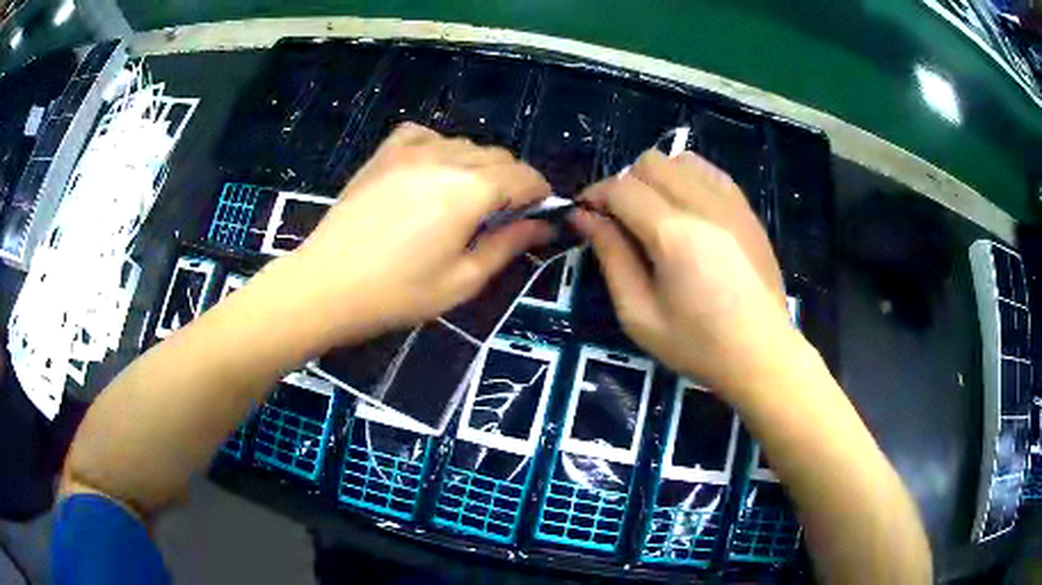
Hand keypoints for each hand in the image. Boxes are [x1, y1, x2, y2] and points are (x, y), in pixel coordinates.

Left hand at [278, 123, 551, 346]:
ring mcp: (411, 151)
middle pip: (499, 156)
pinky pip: (425, 134)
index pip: (525, 177)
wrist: (326, 285)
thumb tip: (543, 226)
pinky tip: (431, 170)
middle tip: (502, 216)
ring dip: (479, 166)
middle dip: (512, 182)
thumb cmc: (398, 293)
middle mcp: (447, 159)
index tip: (539, 215)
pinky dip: (440, 147)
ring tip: (465, 199)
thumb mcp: (462, 281)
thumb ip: (508, 246)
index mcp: (472, 191)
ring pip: (465, 144)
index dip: (541, 194)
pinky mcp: (384, 154)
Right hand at [572, 148, 791, 392]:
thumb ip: (610, 257)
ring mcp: (731, 203)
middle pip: (650, 162)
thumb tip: (584, 216)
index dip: (595, 195)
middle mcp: (703, 205)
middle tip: (622, 220)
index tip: (585, 214)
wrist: (762, 353)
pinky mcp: (747, 209)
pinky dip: (689, 179)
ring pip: (681, 158)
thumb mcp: (639, 315)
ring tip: (656, 213)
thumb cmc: (697, 344)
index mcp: (674, 235)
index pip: (622, 187)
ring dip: (658, 178)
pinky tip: (688, 211)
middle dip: (625, 183)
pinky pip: (710, 171)